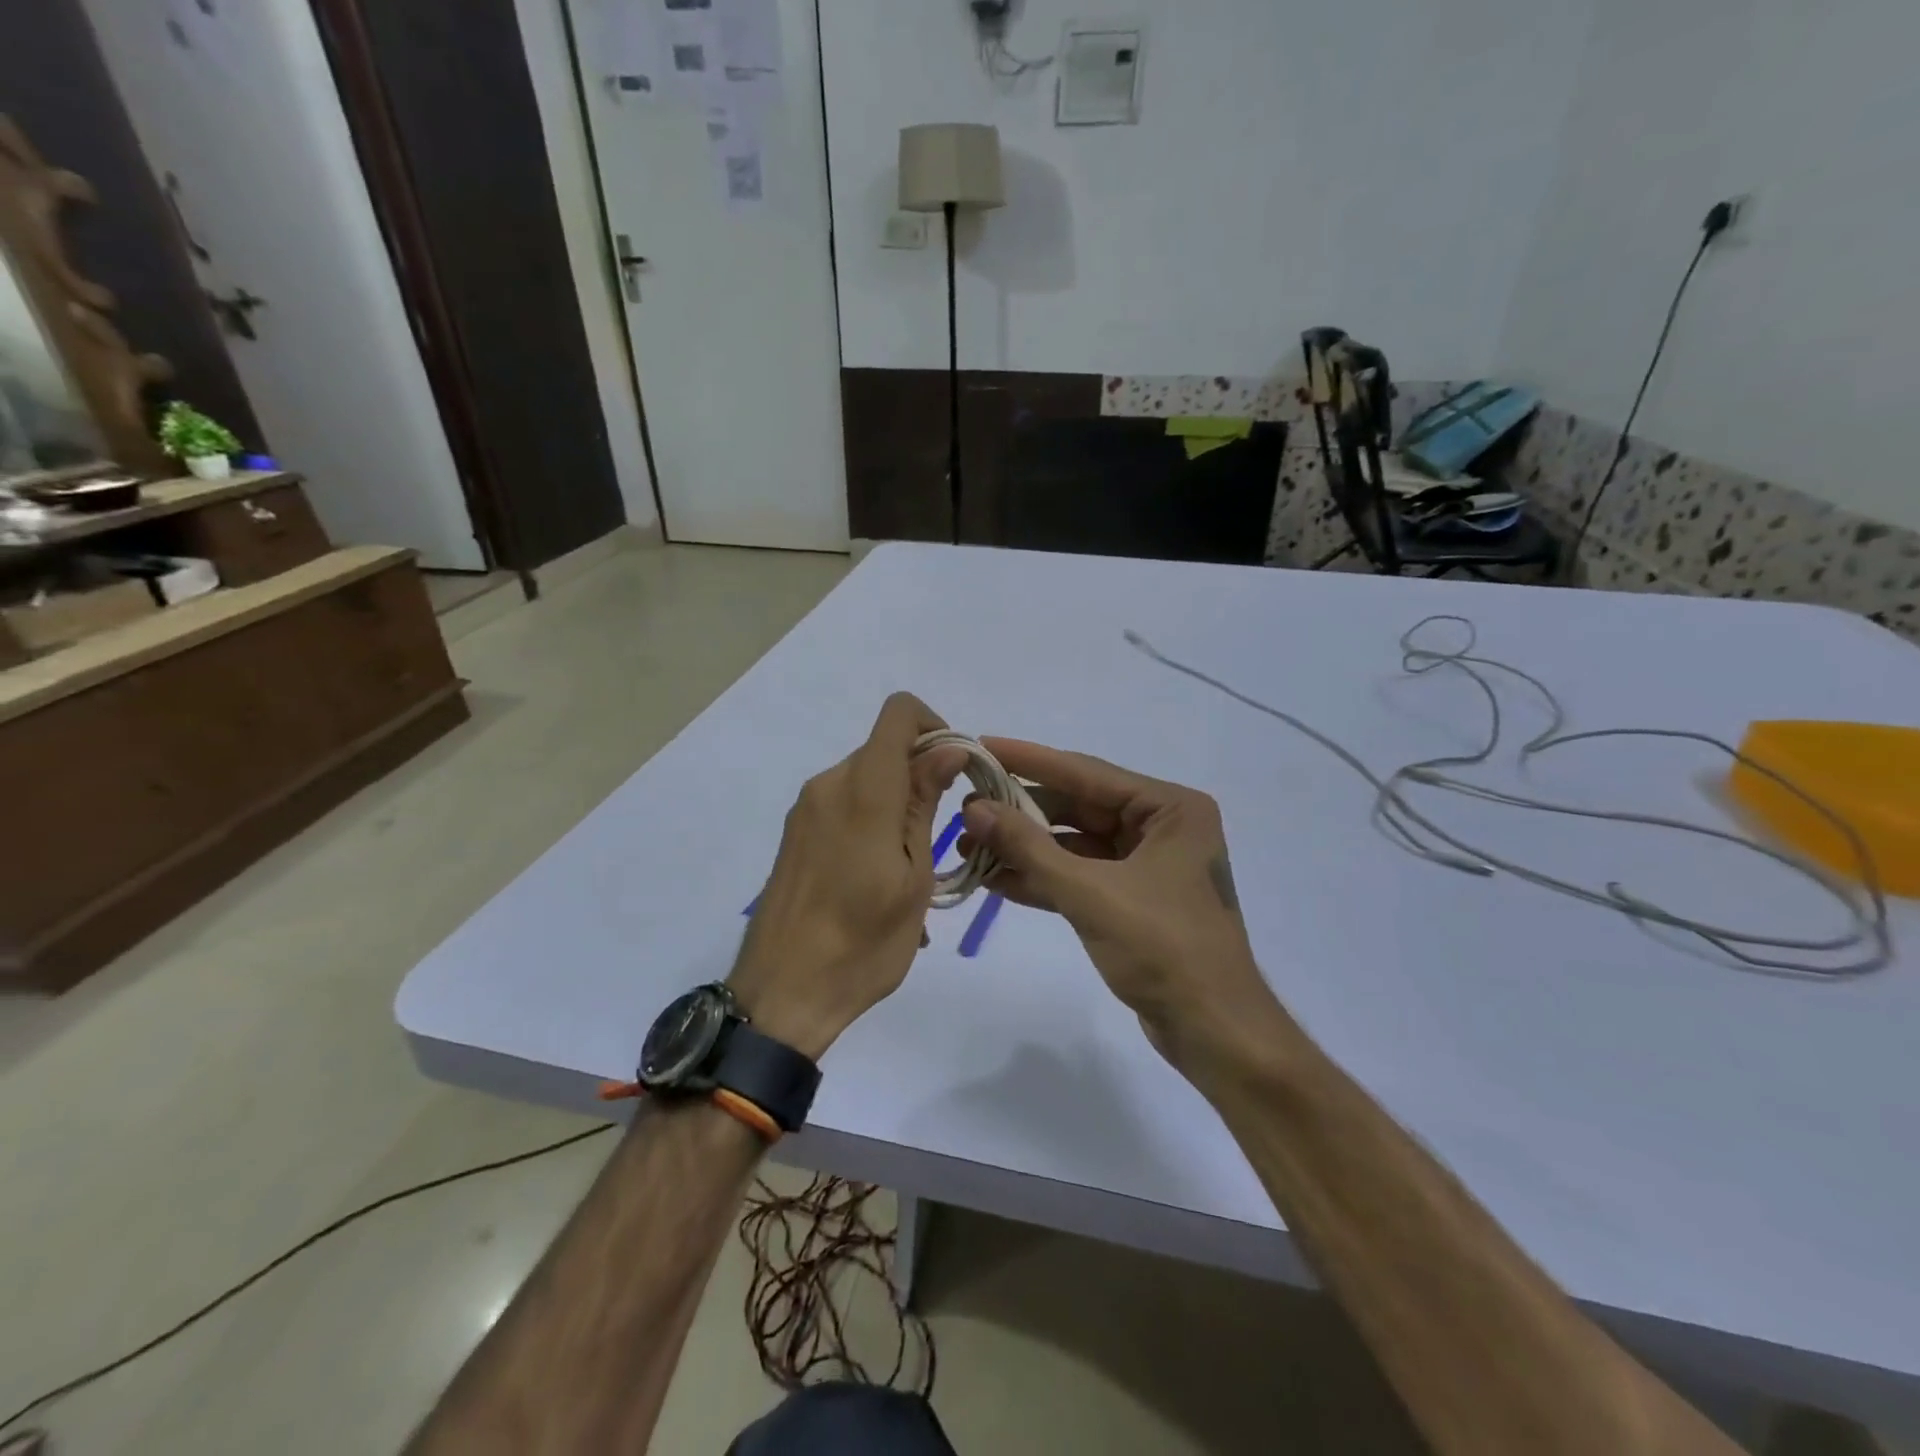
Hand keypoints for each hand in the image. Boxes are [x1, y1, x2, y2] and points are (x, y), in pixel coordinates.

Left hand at [728, 694, 964, 1059]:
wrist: (780, 995)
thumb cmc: (862, 943)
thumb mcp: (913, 876)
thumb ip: (925, 804)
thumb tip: (948, 749)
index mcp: (863, 790)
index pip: (899, 713)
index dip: (935, 726)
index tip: (955, 771)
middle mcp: (828, 785)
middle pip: (884, 748)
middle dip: (921, 774)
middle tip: (942, 832)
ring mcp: (806, 810)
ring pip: (866, 779)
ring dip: (897, 804)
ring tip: (912, 869)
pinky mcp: (795, 834)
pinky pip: (844, 806)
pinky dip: (872, 822)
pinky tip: (880, 878)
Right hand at [958, 739, 1279, 1066]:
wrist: (1213, 1031)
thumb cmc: (1163, 948)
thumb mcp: (1090, 892)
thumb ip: (1029, 848)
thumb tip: (973, 808)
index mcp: (1170, 808)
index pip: (1087, 772)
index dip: (1030, 760)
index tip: (982, 746)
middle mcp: (1161, 827)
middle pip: (1078, 806)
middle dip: (1021, 812)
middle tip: (966, 809)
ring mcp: (1147, 864)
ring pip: (1074, 843)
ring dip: (1025, 848)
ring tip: (969, 846)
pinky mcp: (1132, 899)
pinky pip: (1080, 875)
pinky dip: (1042, 877)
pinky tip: (995, 878)